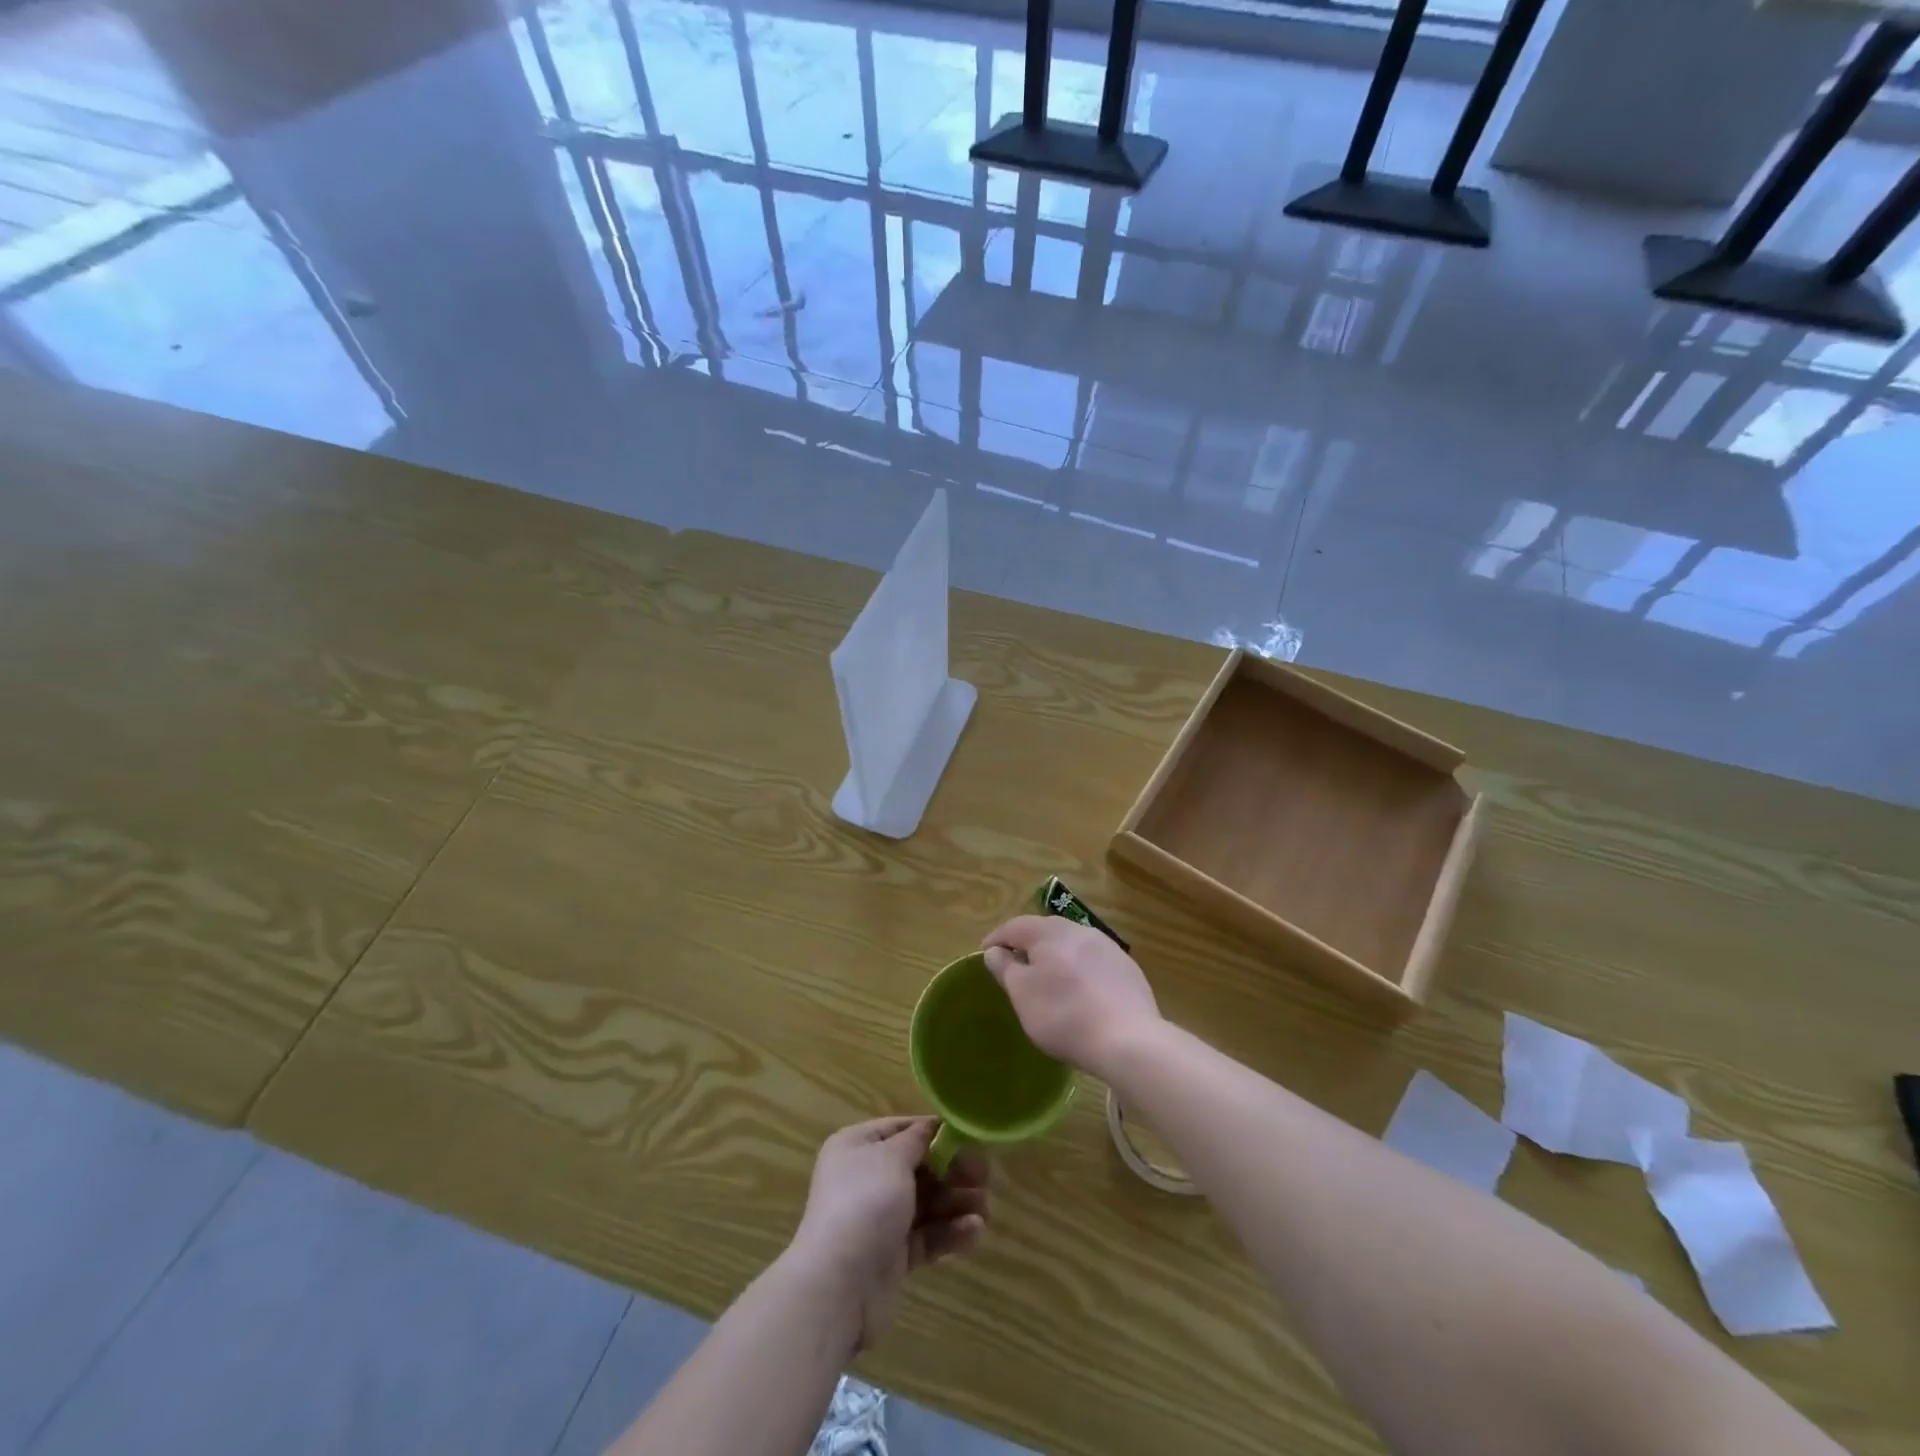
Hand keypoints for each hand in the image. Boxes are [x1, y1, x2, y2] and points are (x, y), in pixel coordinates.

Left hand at [788, 1117, 989, 1349]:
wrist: (838, 1286)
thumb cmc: (864, 1204)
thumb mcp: (892, 1158)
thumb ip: (919, 1140)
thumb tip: (935, 1126)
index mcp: (858, 1147)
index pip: (903, 1130)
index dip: (936, 1132)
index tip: (970, 1138)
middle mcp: (867, 1178)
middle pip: (920, 1167)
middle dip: (954, 1172)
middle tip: (985, 1177)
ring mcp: (880, 1218)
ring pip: (928, 1203)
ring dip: (958, 1204)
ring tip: (986, 1210)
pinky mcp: (894, 1255)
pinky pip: (927, 1235)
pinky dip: (950, 1232)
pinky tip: (974, 1232)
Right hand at [981, 915, 1161, 1079]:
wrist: (1128, 1040)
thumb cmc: (1064, 1015)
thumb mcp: (1022, 995)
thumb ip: (1005, 968)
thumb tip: (995, 951)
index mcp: (1049, 932)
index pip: (1015, 926)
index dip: (996, 939)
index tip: (984, 955)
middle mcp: (1079, 930)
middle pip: (1045, 930)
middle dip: (1027, 944)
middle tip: (1014, 964)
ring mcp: (1107, 947)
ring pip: (1072, 944)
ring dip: (1055, 956)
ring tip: (1047, 978)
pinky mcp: (1127, 968)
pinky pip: (1093, 961)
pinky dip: (1079, 970)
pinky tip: (1080, 991)